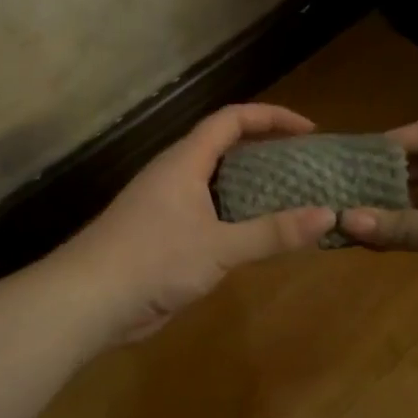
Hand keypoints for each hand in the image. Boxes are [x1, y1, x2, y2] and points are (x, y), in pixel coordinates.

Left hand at [59, 104, 337, 342]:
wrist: (90, 300)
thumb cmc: (153, 261)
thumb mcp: (220, 247)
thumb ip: (272, 232)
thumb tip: (328, 215)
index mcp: (184, 161)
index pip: (231, 119)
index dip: (271, 117)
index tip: (309, 130)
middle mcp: (174, 175)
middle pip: (223, 146)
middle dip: (265, 150)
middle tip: (303, 166)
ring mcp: (166, 205)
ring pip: (215, 182)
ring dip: (251, 185)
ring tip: (290, 198)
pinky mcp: (163, 235)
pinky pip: (208, 213)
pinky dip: (236, 216)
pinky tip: (256, 236)